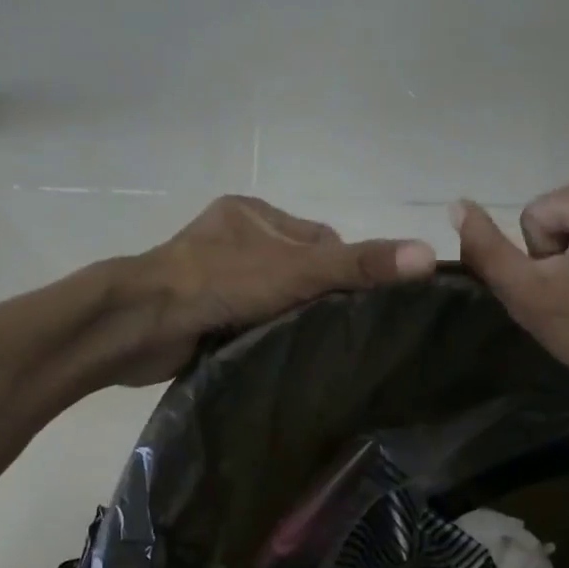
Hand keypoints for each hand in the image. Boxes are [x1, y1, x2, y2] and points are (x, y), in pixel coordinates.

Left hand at [111, 196, 436, 384]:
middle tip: (339, 332)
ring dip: (289, 319)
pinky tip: (277, 354)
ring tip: (313, 348)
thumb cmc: (219, 282)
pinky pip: (247, 319)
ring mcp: (212, 276)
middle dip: (317, 297)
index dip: (344, 269)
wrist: (141, 323)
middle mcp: (232, 239)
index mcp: (252, 213)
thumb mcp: (298, 271)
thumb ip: (358, 267)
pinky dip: (262, 334)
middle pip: (296, 270)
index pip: (319, 239)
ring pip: (271, 298)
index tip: (364, 305)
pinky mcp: (200, 311)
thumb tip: (426, 256)